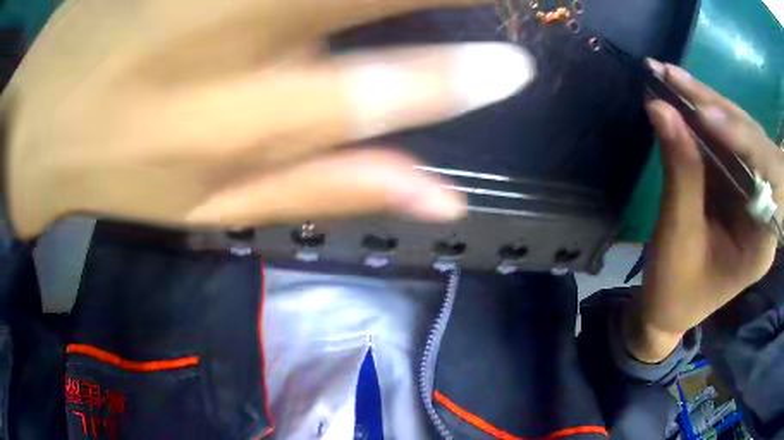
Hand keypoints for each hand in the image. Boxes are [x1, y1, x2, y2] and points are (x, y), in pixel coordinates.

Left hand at [3, 0, 534, 238]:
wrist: (38, 119)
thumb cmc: (114, 166)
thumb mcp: (215, 207)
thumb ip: (333, 189)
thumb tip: (445, 198)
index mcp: (242, 127)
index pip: (388, 93)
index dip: (464, 79)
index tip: (518, 67)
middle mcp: (235, 38)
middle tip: (508, 5)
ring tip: (447, 3)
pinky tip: (307, 1)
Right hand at [624, 60, 782, 361]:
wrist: (668, 308)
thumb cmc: (675, 289)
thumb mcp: (677, 237)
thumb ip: (679, 173)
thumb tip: (661, 108)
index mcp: (762, 241)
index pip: (769, 178)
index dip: (743, 140)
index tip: (705, 116)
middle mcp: (765, 209)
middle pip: (754, 145)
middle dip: (719, 109)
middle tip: (675, 80)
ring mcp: (752, 192)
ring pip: (739, 134)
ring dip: (706, 102)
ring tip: (669, 77)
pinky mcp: (736, 181)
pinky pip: (726, 139)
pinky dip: (702, 114)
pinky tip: (679, 95)